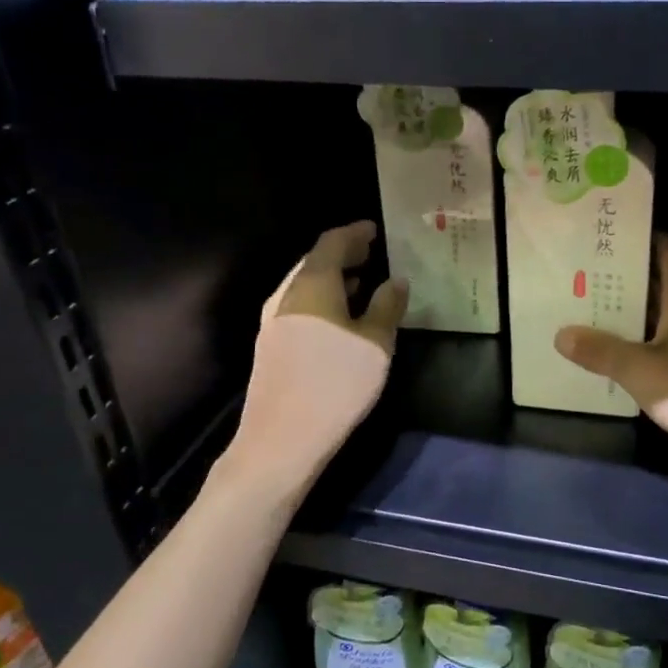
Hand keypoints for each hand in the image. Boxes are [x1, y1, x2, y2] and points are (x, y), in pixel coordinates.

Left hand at [230, 221, 407, 490]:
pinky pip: (299, 306)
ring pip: (304, 285)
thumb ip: (387, 306)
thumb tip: (396, 280)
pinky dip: (321, 300)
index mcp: (312, 283)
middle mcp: (287, 294)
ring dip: (331, 279)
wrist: (282, 437)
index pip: (332, 242)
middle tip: (370, 253)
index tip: (374, 230)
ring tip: (359, 283)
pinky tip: (338, 319)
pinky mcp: (271, 345)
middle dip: (343, 254)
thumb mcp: (375, 343)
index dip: (354, 233)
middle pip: (314, 261)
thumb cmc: (336, 382)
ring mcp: (274, 320)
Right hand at [554, 235, 667, 459]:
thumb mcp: (639, 368)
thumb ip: (600, 350)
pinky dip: (639, 346)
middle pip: (658, 283)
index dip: (639, 239)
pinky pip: (664, 346)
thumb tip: (562, 334)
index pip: (667, 249)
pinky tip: (610, 355)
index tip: (604, 238)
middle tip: (579, 277)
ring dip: (627, 316)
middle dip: (621, 280)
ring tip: (584, 312)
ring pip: (658, 317)